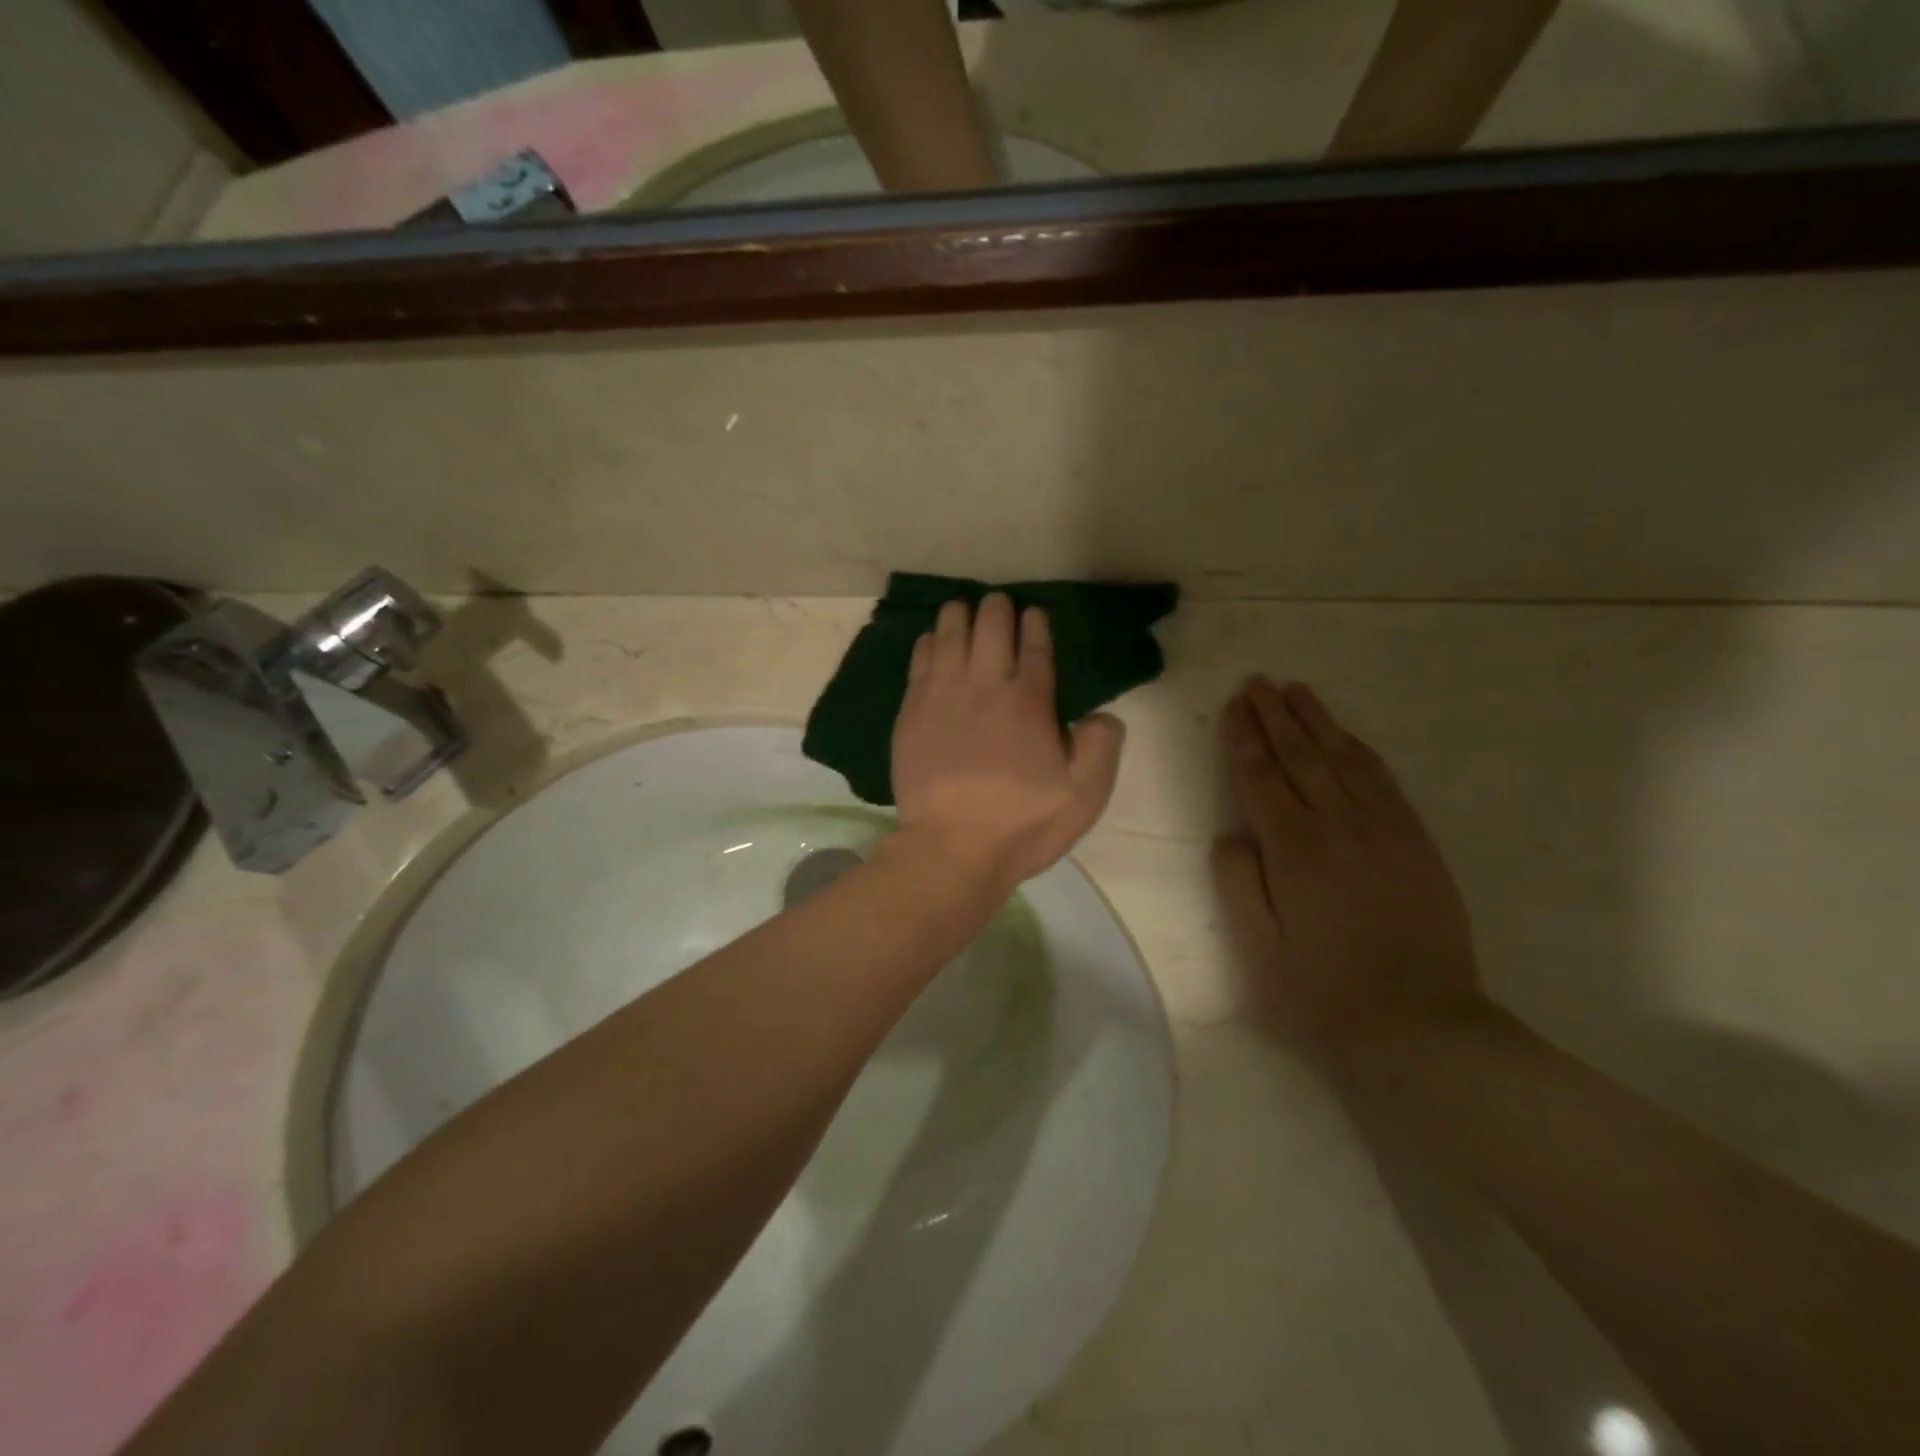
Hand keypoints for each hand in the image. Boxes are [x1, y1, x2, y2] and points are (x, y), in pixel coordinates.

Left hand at [892, 594, 1124, 889]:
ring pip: (950, 634)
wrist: (951, 848)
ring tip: (963, 609)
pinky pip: (920, 661)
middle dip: (997, 609)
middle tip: (999, 606)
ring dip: (959, 615)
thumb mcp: (1083, 795)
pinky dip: (929, 642)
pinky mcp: (912, 712)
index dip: (1035, 624)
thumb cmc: (1021, 824)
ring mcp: (943, 696)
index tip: (1034, 613)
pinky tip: (933, 639)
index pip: (1035, 647)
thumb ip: (1100, 747)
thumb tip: (1102, 715)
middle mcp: (985, 686)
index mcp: (1029, 702)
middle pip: (990, 627)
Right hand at [1213, 676, 1484, 1066]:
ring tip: (1295, 691)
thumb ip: (1237, 884)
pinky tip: (1347, 736)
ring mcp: (1385, 831)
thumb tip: (1232, 835)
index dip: (1244, 738)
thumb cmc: (1323, 996)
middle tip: (1258, 681)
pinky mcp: (1417, 844)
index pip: (1261, 777)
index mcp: (1294, 851)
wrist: (1421, 1031)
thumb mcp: (1257, 951)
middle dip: (1275, 716)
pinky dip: (1360, 751)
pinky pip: (1384, 781)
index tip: (1233, 704)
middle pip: (1301, 756)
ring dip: (1317, 722)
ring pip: (1344, 760)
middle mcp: (1340, 827)